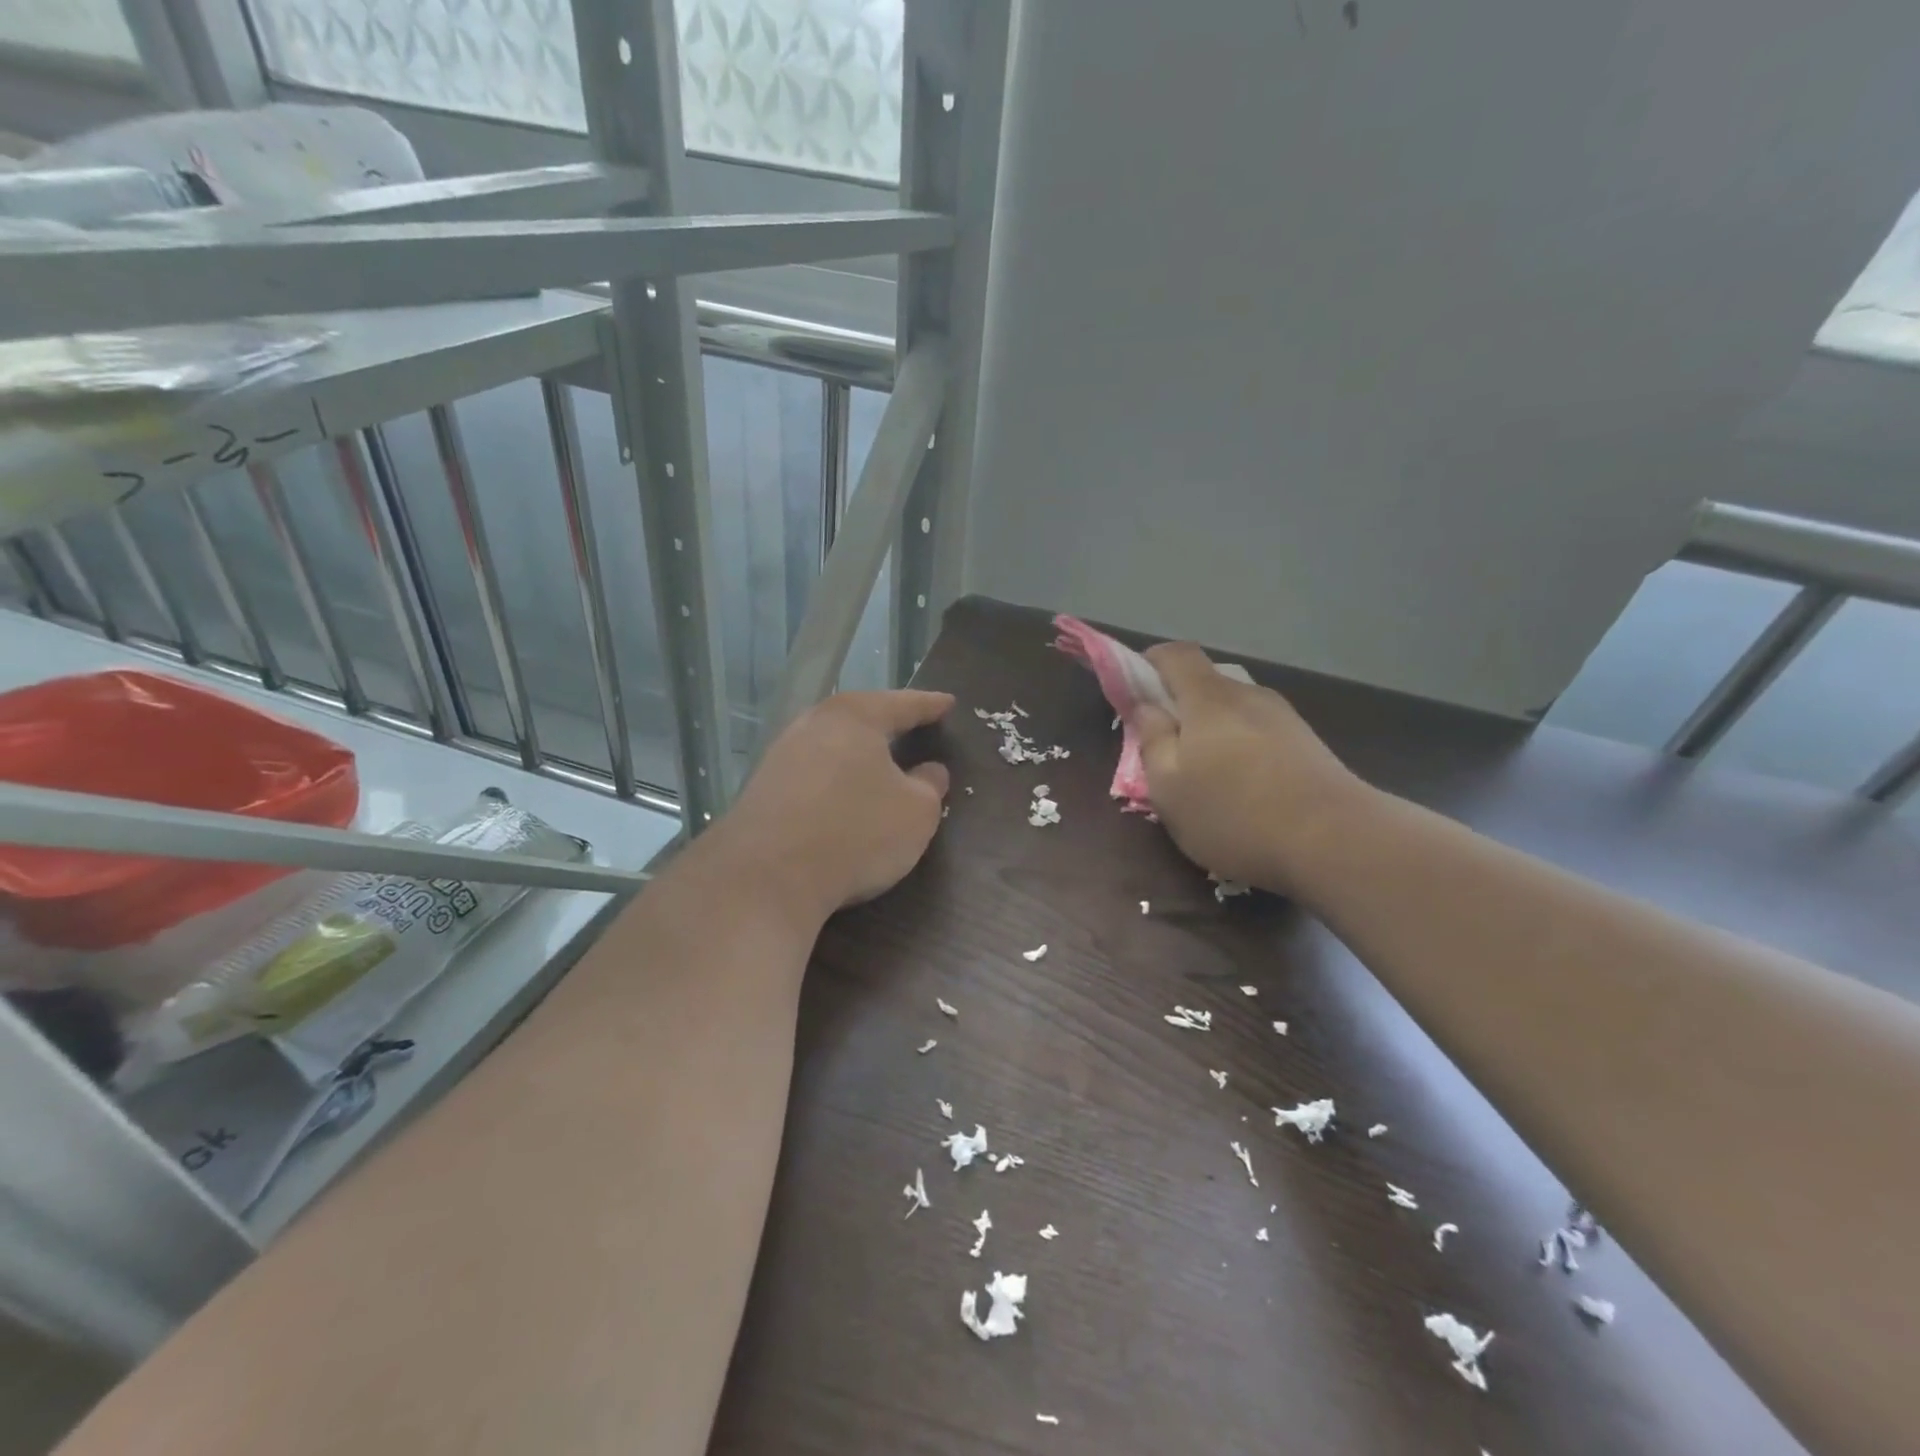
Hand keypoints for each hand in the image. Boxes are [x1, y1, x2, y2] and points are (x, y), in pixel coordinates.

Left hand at [717, 690, 952, 920]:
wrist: (766, 878)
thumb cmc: (855, 833)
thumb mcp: (916, 813)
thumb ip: (930, 786)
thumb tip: (930, 771)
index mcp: (855, 717)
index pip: (903, 704)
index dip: (930, 705)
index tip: (948, 703)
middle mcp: (813, 724)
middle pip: (860, 718)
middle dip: (887, 724)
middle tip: (912, 728)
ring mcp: (781, 755)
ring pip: (832, 745)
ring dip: (857, 755)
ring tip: (880, 764)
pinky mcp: (762, 789)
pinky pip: (813, 773)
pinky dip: (834, 780)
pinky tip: (843, 797)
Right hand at [1134, 644, 1365, 893]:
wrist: (1337, 841)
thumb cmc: (1235, 814)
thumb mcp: (1169, 788)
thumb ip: (1152, 740)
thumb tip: (1146, 707)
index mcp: (1209, 699)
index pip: (1176, 654)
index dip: (1150, 663)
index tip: (1135, 692)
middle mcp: (1248, 696)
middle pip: (1206, 682)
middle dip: (1179, 706)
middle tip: (1166, 748)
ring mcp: (1284, 718)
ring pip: (1234, 710)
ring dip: (1212, 730)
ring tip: (1207, 776)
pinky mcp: (1307, 744)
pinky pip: (1259, 732)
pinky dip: (1241, 747)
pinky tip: (1245, 788)